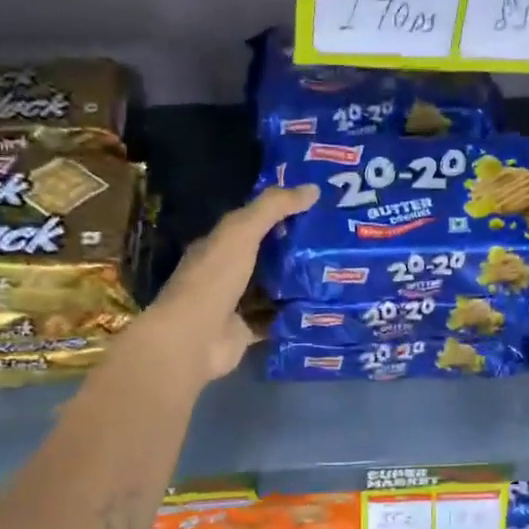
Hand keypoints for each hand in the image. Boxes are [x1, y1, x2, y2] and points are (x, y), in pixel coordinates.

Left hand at [144, 184, 318, 380]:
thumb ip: (273, 208)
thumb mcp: (242, 232)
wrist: (192, 339)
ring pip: (272, 291)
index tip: (317, 210)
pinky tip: (322, 309)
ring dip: (297, 285)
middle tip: (335, 243)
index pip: (252, 225)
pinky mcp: (246, 333)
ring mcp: (235, 305)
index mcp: (218, 246)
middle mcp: (225, 274)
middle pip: (265, 258)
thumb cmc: (213, 279)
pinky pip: (275, 321)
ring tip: (336, 275)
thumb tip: (313, 189)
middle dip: (295, 251)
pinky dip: (294, 317)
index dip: (281, 215)